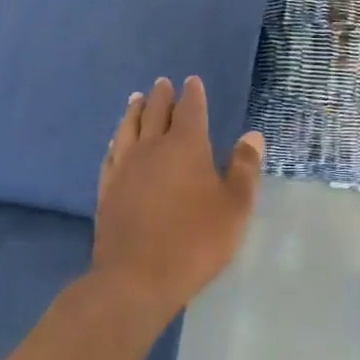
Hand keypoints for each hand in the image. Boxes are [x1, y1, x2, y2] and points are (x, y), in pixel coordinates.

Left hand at [93, 76, 261, 319]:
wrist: (135, 279)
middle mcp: (153, 147)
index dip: (192, 94)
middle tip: (162, 83)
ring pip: (129, 128)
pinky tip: (116, 141)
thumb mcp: (234, 207)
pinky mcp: (107, 189)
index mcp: (186, 146)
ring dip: (134, 111)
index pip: (190, 109)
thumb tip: (252, 135)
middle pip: (156, 112)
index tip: (191, 81)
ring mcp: (125, 167)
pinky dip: (116, 140)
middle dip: (162, 96)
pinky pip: (111, 154)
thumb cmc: (194, 240)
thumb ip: (244, 168)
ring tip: (136, 99)